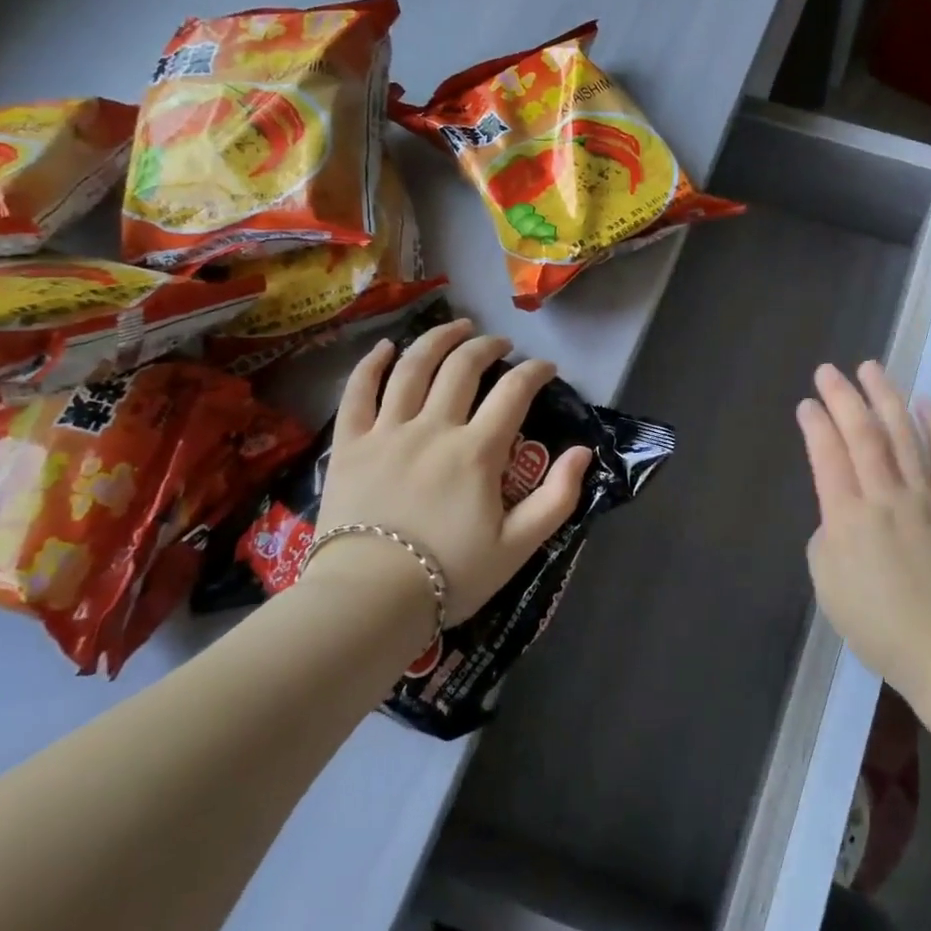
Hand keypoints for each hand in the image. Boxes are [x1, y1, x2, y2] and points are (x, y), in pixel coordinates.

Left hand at [310, 319, 591, 624]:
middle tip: (501, 344)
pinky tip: (385, 348)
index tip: (547, 369)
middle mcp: (433, 428)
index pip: (513, 393)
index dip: (535, 373)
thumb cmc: (450, 575)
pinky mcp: (349, 445)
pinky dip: (371, 365)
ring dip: (438, 340)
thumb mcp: (519, 546)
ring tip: (456, 328)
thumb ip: (558, 498)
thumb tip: (582, 453)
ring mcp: (386, 433)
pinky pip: (357, 393)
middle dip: (487, 347)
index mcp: (477, 452)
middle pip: (462, 367)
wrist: (367, 602)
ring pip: (411, 368)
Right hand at [796, 360, 930, 702]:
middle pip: (863, 434)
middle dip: (843, 397)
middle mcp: (886, 497)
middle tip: (829, 370)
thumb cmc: (878, 626)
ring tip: (872, 368)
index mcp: (848, 519)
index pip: (827, 456)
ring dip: (886, 398)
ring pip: (904, 435)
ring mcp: (927, 498)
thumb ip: (827, 536)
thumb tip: (840, 509)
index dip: (815, 424)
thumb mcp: (828, 586)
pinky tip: (926, 402)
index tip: (807, 403)